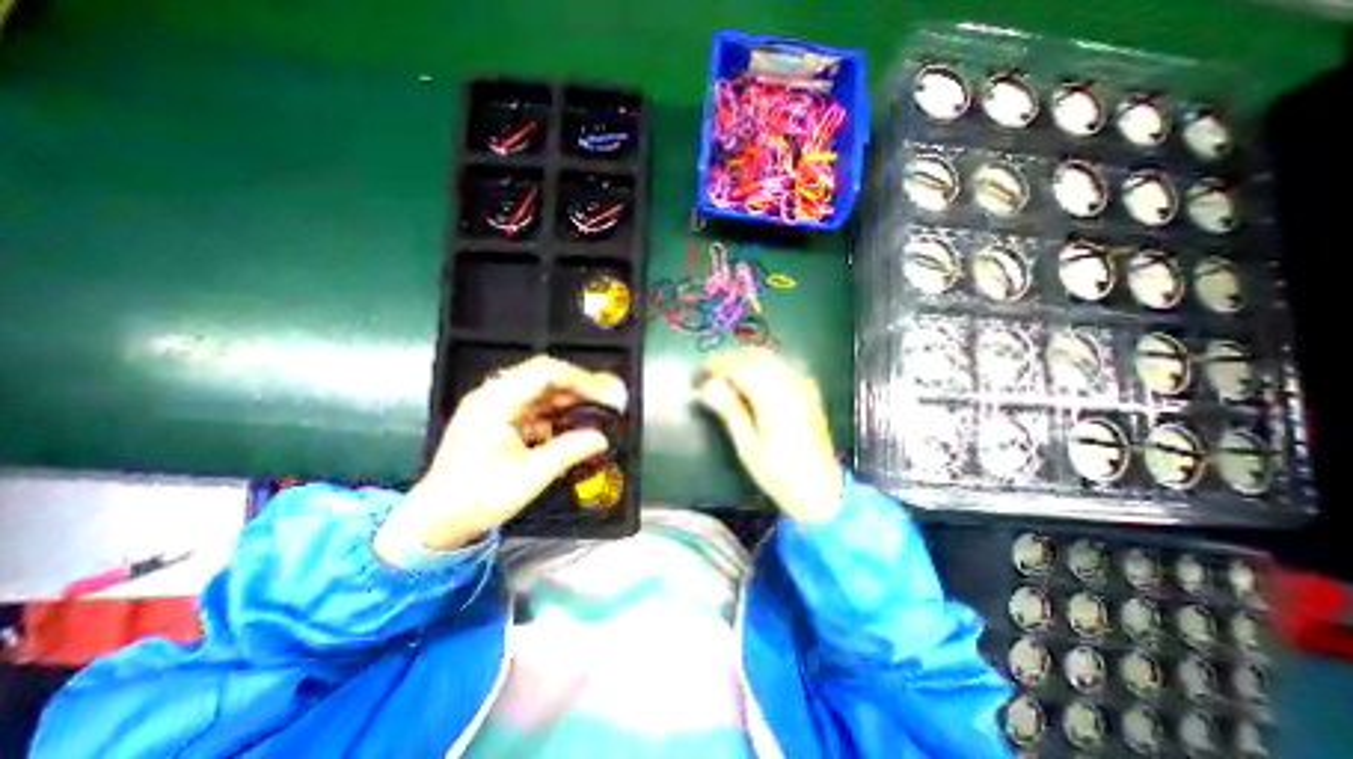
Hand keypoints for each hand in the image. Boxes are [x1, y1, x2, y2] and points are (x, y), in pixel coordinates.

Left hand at [375, 355, 628, 558]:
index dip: (581, 380)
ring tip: (599, 411)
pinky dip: (559, 412)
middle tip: (610, 401)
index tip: (606, 396)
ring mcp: (496, 406)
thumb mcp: (528, 477)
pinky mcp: (500, 419)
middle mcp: (493, 396)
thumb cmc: (475, 498)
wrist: (436, 521)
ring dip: (572, 399)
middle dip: (581, 387)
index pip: (545, 372)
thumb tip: (600, 438)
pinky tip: (574, 424)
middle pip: (546, 377)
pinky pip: (536, 406)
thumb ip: (568, 451)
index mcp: (494, 402)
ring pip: (543, 390)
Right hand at [705, 350, 841, 521]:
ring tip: (731, 376)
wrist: (819, 489)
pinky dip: (767, 365)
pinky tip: (758, 379)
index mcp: (773, 399)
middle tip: (715, 374)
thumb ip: (729, 410)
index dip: (720, 365)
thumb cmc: (778, 473)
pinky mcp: (810, 392)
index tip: (703, 371)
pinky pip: (785, 366)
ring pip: (772, 358)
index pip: (741, 368)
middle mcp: (791, 386)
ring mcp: (803, 387)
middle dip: (733, 359)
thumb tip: (707, 387)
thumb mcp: (747, 446)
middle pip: (757, 357)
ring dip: (749, 360)